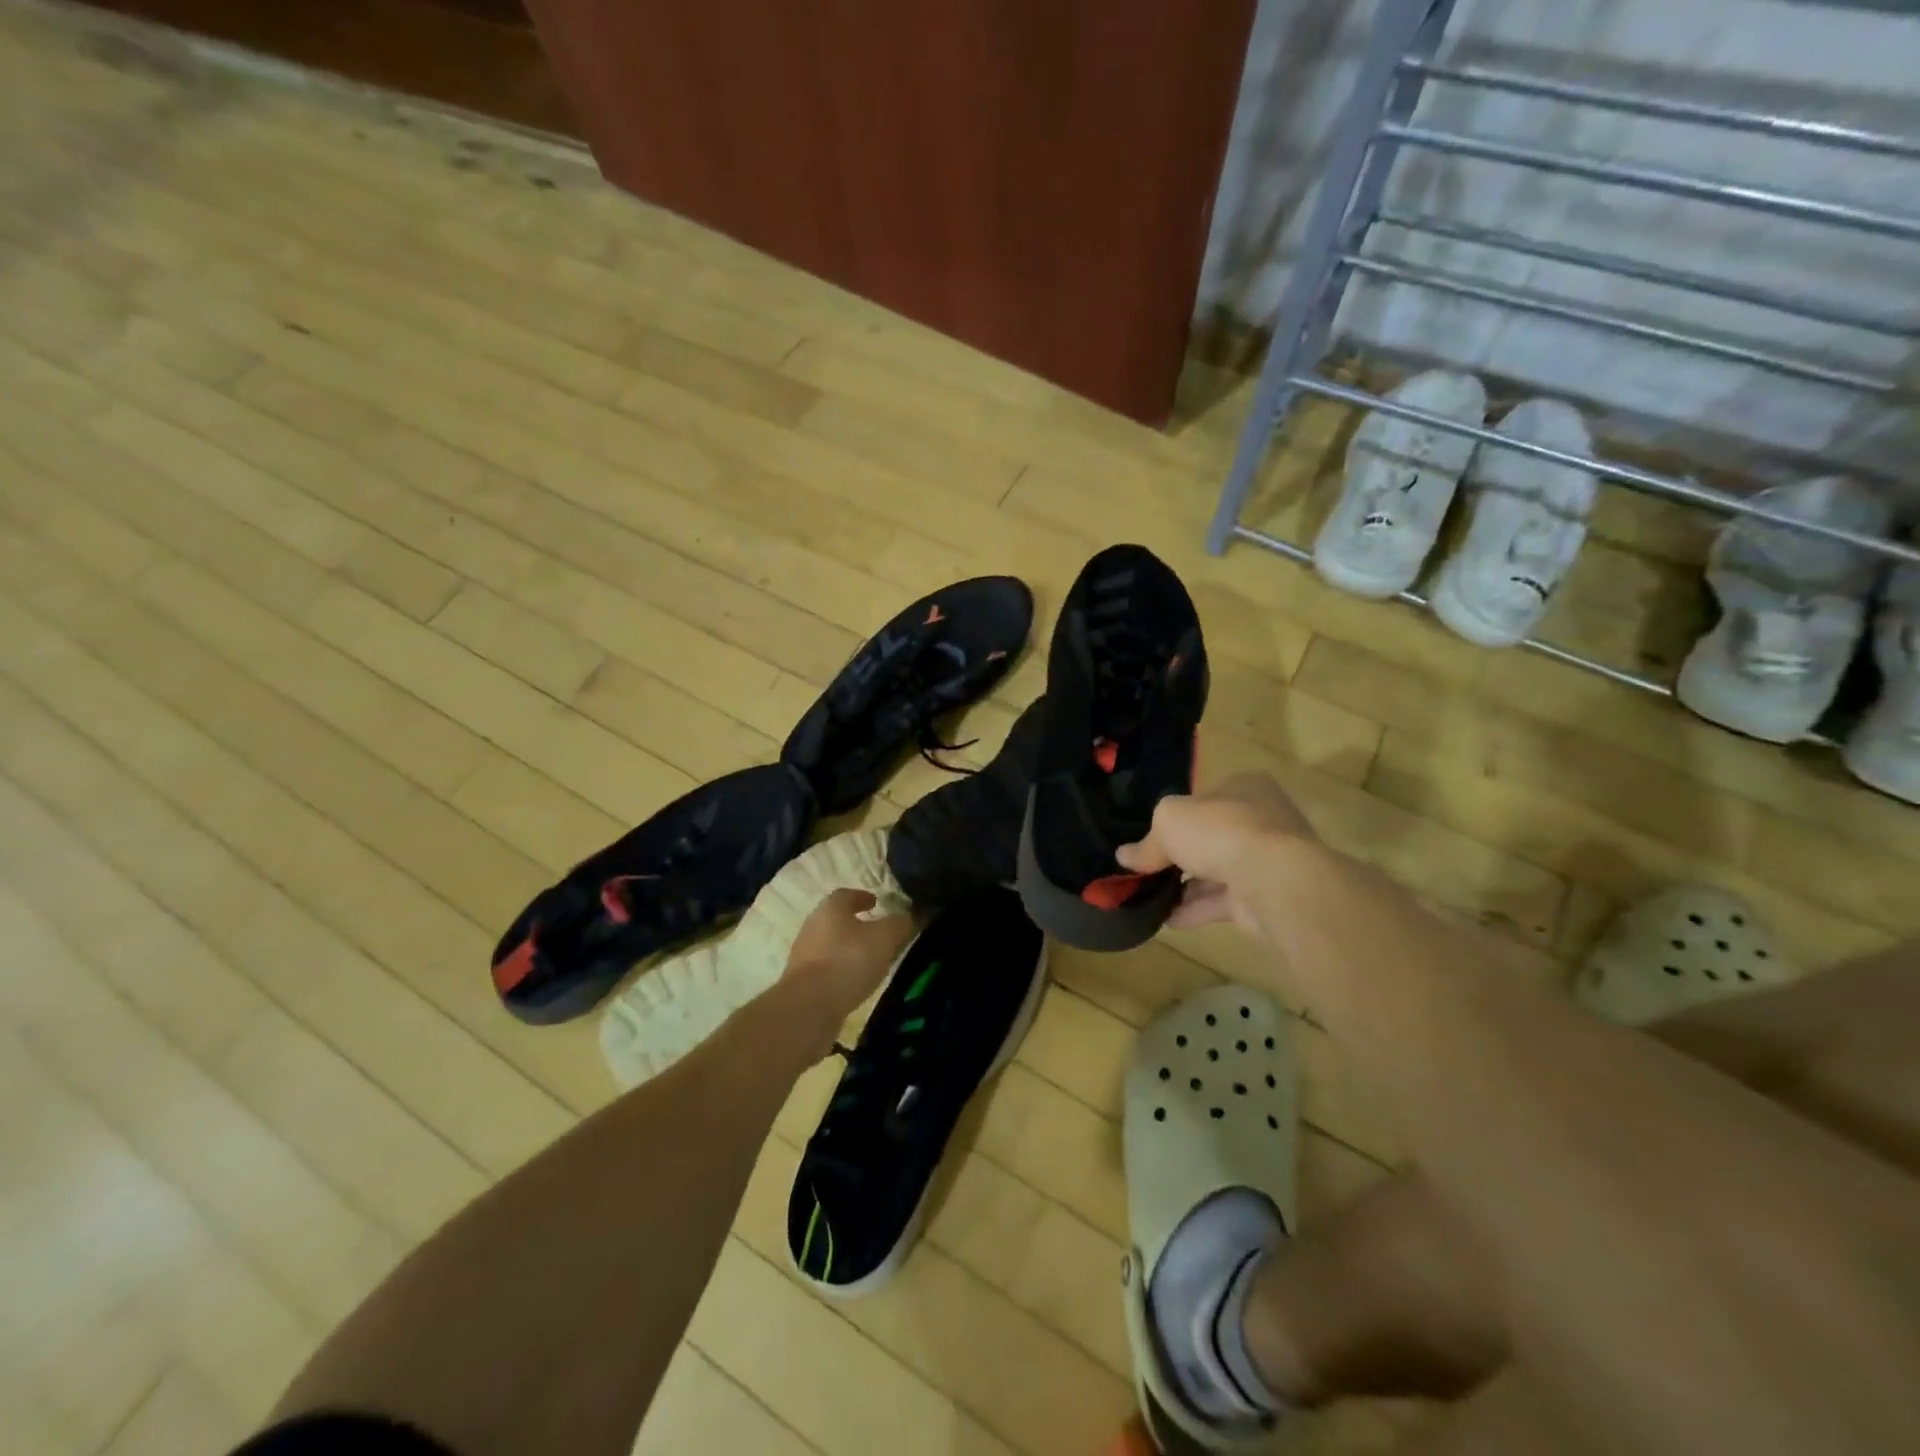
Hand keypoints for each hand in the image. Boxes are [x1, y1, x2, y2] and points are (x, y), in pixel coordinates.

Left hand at [782, 889, 917, 1050]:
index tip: (876, 903)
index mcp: (830, 908)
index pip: (846, 894)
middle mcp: (812, 926)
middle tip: (878, 933)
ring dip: (848, 949)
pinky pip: (825, 969)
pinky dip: (840, 971)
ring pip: (830, 945)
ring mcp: (803, 955)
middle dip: (856, 924)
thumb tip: (917, 914)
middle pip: (836, 919)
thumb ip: (901, 924)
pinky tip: (855, 983)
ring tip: (871, 960)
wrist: (809, 1007)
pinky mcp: (801, 983)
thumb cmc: (848, 961)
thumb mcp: (885, 938)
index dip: (863, 897)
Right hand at [1116, 773, 1312, 932]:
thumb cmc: (1221, 831)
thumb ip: (1147, 841)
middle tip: (1146, 869)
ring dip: (1185, 886)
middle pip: (1210, 836)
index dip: (1176, 815)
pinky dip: (1195, 910)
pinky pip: (1222, 902)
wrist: (1274, 879)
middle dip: (1180, 854)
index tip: (1150, 835)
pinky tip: (1166, 920)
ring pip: (1217, 871)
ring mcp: (1266, 860)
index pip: (1204, 798)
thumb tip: (1124, 856)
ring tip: (1149, 897)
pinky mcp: (1265, 896)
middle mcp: (1260, 819)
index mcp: (1244, 787)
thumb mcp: (1169, 822)